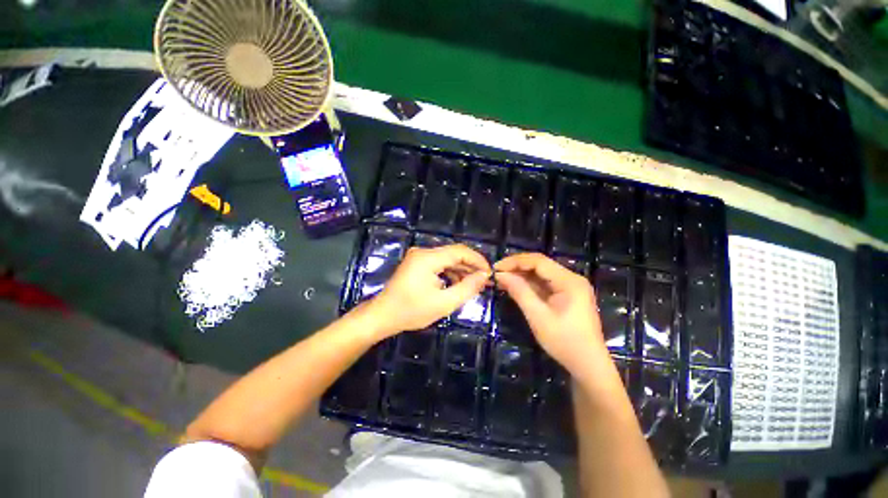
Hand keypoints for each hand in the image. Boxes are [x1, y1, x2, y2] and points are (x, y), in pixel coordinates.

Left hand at [368, 244, 490, 338]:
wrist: (382, 316)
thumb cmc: (411, 311)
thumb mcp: (443, 303)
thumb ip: (467, 288)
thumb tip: (484, 276)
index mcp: (428, 258)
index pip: (459, 251)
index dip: (477, 260)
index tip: (490, 273)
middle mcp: (423, 252)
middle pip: (453, 253)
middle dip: (471, 266)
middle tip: (485, 281)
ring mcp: (418, 257)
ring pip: (447, 259)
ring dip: (461, 270)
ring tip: (475, 284)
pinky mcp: (417, 263)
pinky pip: (438, 264)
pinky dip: (450, 272)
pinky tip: (458, 283)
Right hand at [494, 253, 607, 377]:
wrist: (588, 365)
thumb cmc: (564, 341)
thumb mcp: (537, 316)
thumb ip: (519, 291)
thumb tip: (500, 275)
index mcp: (569, 281)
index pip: (538, 261)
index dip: (515, 261)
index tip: (496, 268)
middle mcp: (572, 278)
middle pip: (540, 264)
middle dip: (517, 267)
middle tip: (497, 273)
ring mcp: (571, 286)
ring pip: (541, 273)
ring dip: (522, 275)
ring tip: (502, 279)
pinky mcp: (568, 294)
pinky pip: (545, 283)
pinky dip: (529, 284)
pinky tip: (515, 286)